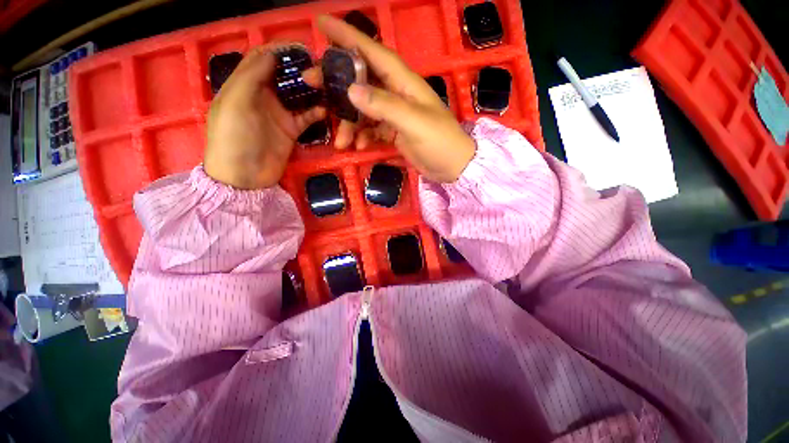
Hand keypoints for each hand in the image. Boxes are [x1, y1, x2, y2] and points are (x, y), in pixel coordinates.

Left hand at [204, 47, 325, 188]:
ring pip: (298, 95)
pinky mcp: (292, 130)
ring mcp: (279, 113)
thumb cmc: (233, 138)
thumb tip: (272, 53)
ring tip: (327, 85)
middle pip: (283, 75)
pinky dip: (317, 112)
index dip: (279, 50)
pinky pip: (307, 117)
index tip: (301, 48)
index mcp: (244, 84)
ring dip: (311, 89)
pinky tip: (326, 110)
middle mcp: (263, 95)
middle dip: (299, 69)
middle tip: (320, 67)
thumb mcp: (236, 103)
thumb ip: (251, 76)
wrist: (245, 177)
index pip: (262, 59)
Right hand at [305, 15, 475, 182]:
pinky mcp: (393, 132)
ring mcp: (394, 114)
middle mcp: (396, 93)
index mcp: (404, 82)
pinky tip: (358, 147)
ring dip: (349, 124)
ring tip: (341, 142)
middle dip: (336, 82)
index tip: (321, 24)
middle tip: (311, 84)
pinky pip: (371, 129)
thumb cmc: (440, 142)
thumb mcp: (414, 122)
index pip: (373, 52)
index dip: (348, 36)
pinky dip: (362, 136)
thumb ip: (385, 106)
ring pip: (362, 109)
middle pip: (361, 79)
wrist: (453, 167)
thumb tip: (352, 90)